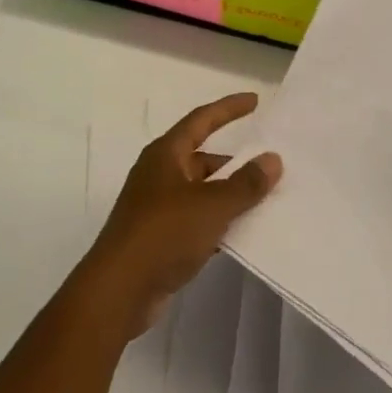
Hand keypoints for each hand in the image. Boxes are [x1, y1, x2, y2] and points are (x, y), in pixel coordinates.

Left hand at [79, 93, 282, 340]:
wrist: (118, 291)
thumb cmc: (163, 234)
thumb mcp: (211, 206)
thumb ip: (244, 184)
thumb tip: (272, 159)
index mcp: (166, 154)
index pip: (202, 119)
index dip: (229, 109)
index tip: (256, 101)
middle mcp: (160, 174)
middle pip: (203, 158)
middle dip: (235, 161)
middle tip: (271, 164)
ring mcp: (157, 207)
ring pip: (202, 191)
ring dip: (230, 194)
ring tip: (267, 199)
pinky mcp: (160, 238)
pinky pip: (197, 220)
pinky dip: (219, 222)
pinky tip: (244, 233)